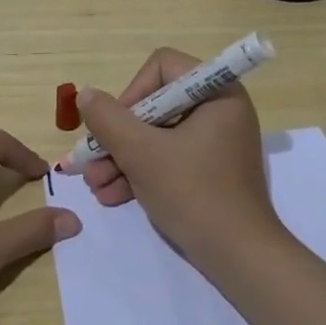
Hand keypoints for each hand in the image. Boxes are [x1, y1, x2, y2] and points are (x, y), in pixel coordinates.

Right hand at [73, 47, 280, 264]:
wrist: (239, 257)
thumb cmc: (194, 193)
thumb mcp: (142, 153)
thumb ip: (108, 119)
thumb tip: (86, 95)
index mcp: (217, 93)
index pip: (162, 67)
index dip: (132, 92)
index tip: (115, 127)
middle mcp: (219, 110)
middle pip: (155, 104)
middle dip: (118, 136)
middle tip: (91, 161)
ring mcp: (215, 142)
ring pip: (157, 135)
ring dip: (122, 158)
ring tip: (95, 186)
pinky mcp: (209, 170)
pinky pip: (168, 158)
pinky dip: (141, 173)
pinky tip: (112, 196)